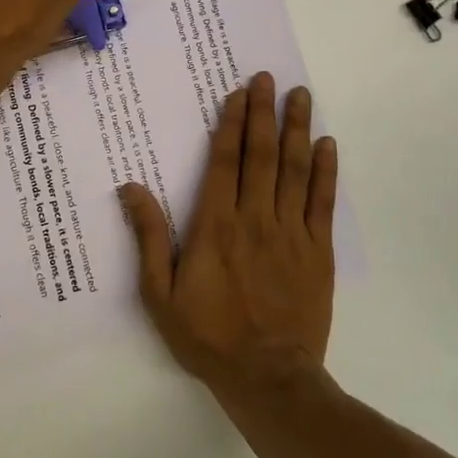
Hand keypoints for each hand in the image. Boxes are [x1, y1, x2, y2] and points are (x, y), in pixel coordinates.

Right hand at [121, 71, 337, 396]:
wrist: (269, 378)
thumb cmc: (208, 335)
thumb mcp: (161, 293)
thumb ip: (150, 238)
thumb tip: (130, 188)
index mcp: (216, 225)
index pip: (224, 161)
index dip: (231, 123)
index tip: (238, 93)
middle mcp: (255, 218)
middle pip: (261, 154)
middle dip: (264, 112)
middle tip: (269, 78)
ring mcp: (291, 232)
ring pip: (295, 169)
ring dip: (297, 129)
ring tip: (301, 96)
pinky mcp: (317, 250)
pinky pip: (323, 202)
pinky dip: (326, 171)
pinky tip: (327, 144)